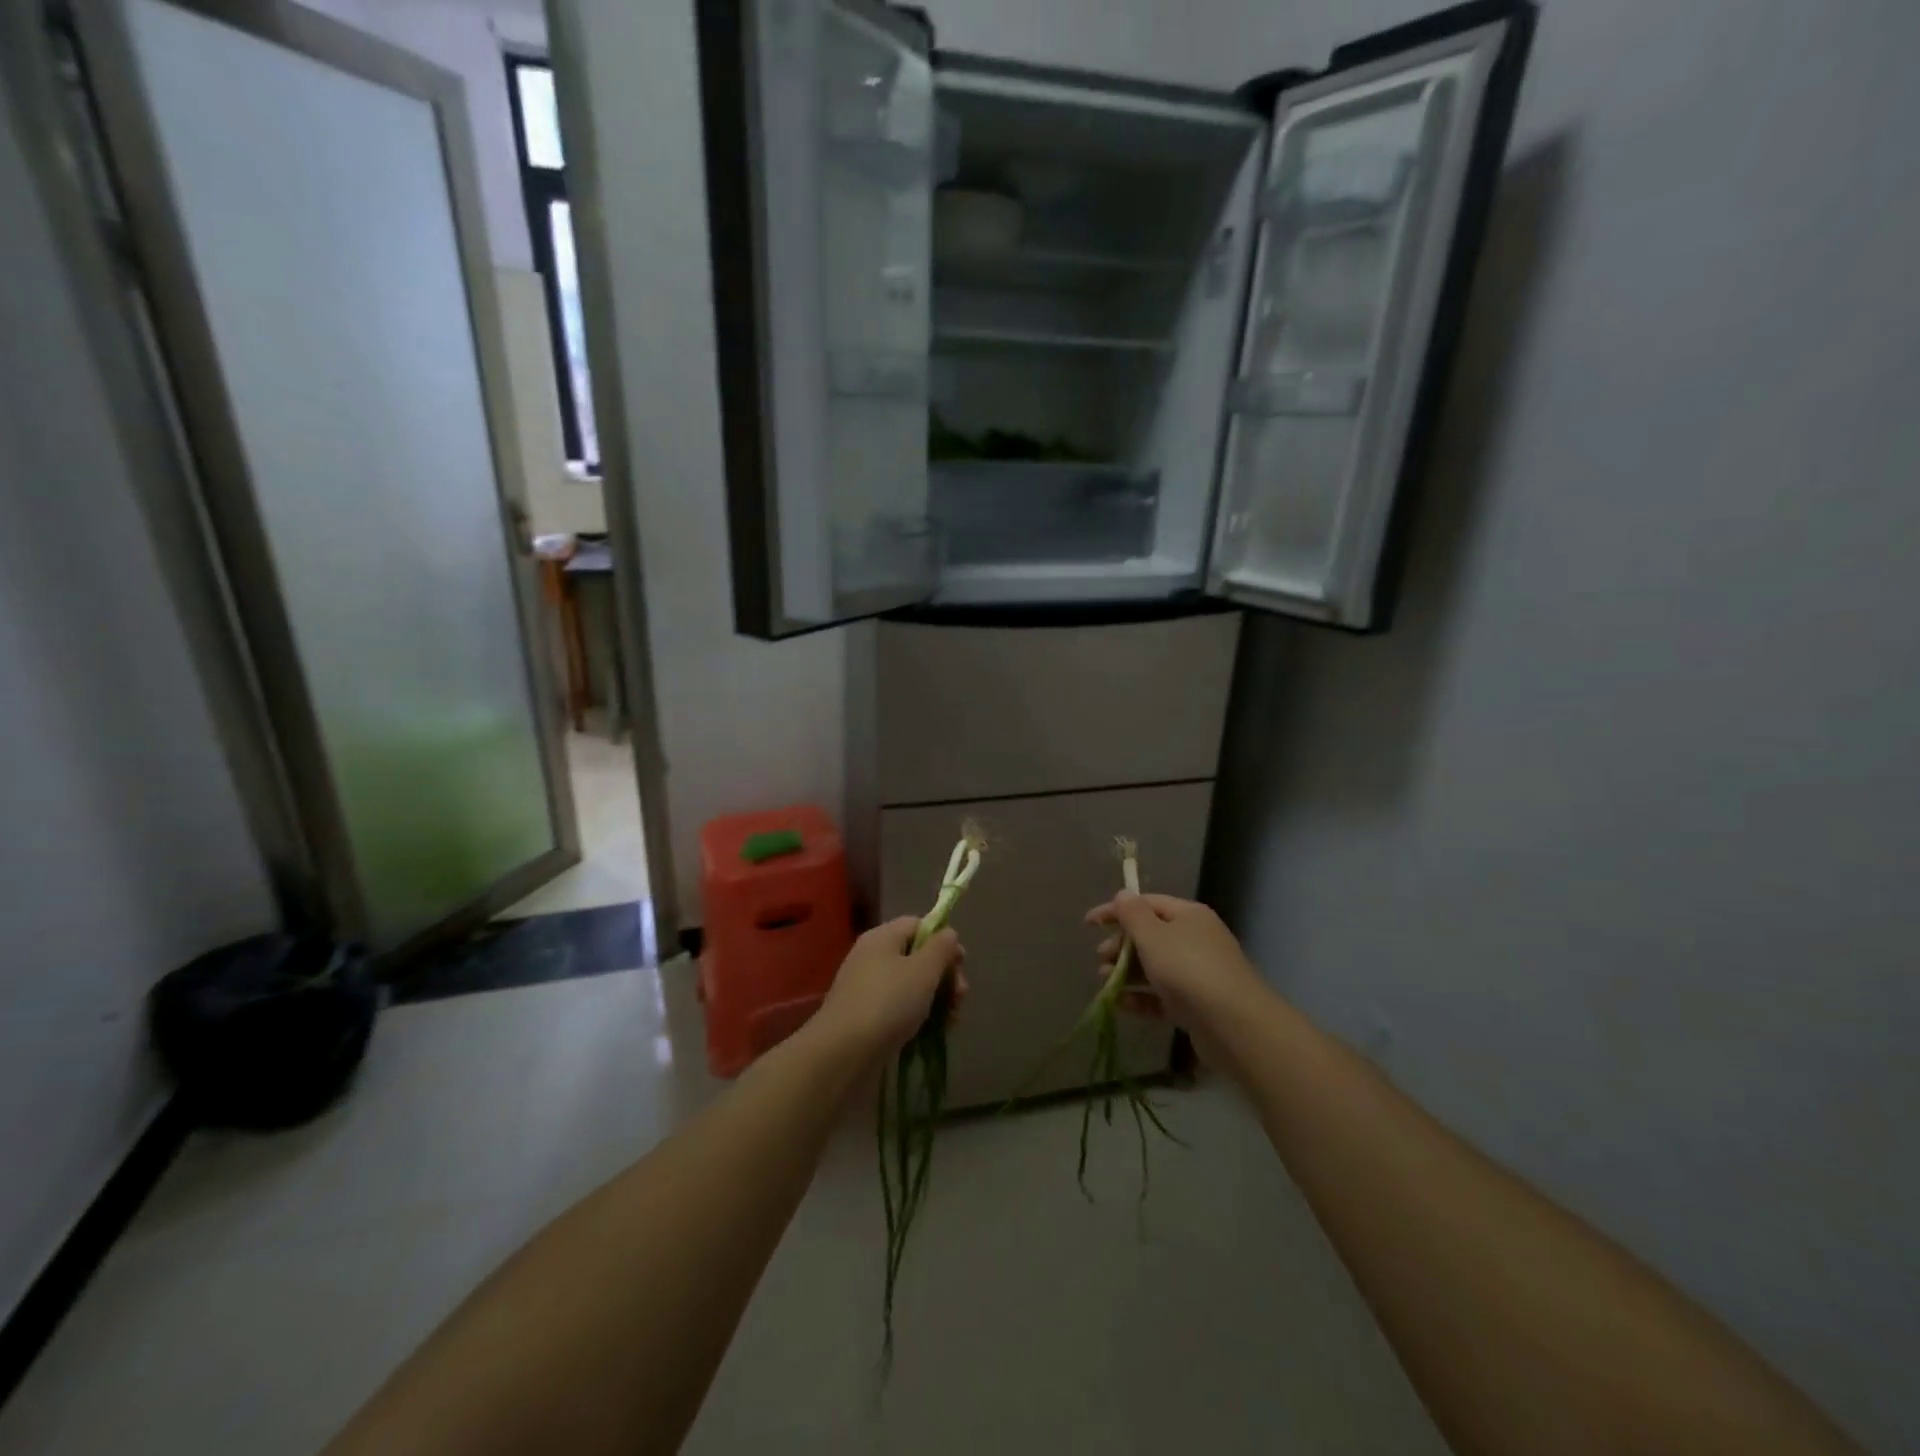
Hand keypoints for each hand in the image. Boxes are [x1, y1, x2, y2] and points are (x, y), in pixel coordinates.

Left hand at [815, 917, 966, 1061]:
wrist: (842, 1054)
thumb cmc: (888, 1003)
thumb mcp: (923, 970)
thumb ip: (941, 947)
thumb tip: (948, 933)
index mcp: (882, 937)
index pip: (919, 925)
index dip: (943, 940)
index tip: (961, 964)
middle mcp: (872, 958)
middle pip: (918, 956)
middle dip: (944, 975)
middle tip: (959, 998)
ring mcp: (868, 989)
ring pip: (911, 986)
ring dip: (936, 999)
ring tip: (951, 1021)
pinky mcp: (866, 1018)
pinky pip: (899, 1009)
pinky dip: (918, 1017)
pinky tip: (933, 1033)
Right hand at [1086, 892, 1261, 1045]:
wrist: (1234, 1025)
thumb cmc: (1188, 969)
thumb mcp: (1153, 935)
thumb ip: (1133, 914)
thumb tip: (1123, 894)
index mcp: (1188, 915)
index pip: (1147, 903)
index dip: (1116, 910)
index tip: (1089, 923)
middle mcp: (1195, 939)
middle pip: (1150, 935)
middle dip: (1121, 945)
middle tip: (1100, 957)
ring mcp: (1198, 974)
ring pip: (1154, 967)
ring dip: (1126, 972)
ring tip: (1104, 982)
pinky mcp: (1196, 1005)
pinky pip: (1162, 996)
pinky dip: (1140, 998)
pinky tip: (1119, 1004)